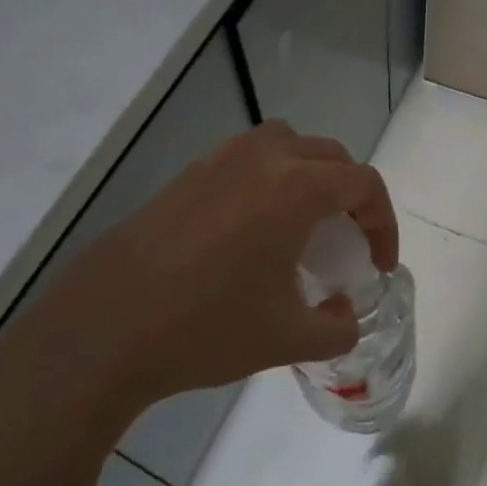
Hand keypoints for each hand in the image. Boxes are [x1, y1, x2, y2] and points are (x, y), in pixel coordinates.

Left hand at [0, 123, 396, 485]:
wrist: (102, 334)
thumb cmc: (208, 329)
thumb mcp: (290, 340)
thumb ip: (337, 328)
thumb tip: (343, 315)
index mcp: (295, 190)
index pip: (363, 184)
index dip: (384, 224)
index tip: (379, 266)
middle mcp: (259, 162)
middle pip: (329, 156)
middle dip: (351, 195)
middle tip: (348, 240)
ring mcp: (215, 164)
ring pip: (283, 145)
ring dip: (308, 176)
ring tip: (303, 225)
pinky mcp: (182, 180)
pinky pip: (243, 162)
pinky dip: (267, 182)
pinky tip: (251, 234)